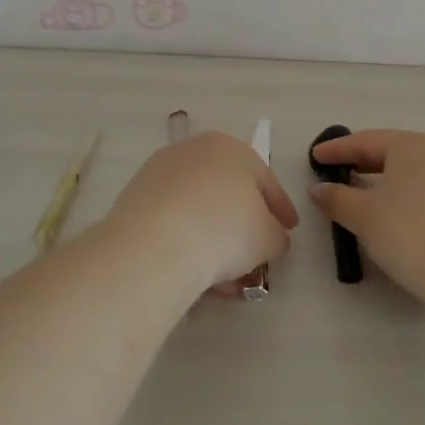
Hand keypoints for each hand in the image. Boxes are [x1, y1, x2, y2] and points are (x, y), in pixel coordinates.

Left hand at [105, 132, 297, 293]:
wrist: (156, 245)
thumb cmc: (225, 230)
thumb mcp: (269, 238)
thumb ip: (277, 235)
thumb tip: (272, 238)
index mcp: (232, 148)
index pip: (265, 180)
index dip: (281, 209)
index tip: (289, 231)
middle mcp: (194, 150)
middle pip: (227, 192)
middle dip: (243, 225)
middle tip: (254, 255)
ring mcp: (160, 172)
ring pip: (198, 207)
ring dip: (214, 238)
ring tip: (225, 276)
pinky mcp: (135, 196)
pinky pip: (172, 219)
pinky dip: (187, 240)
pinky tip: (195, 271)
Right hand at [308, 130, 424, 303]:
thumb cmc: (409, 232)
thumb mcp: (363, 215)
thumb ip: (336, 198)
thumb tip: (319, 189)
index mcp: (413, 146)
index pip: (367, 141)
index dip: (337, 149)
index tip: (315, 157)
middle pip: (394, 154)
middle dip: (364, 163)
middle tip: (339, 173)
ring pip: (415, 175)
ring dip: (388, 183)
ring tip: (366, 197)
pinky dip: (409, 200)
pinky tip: (398, 218)